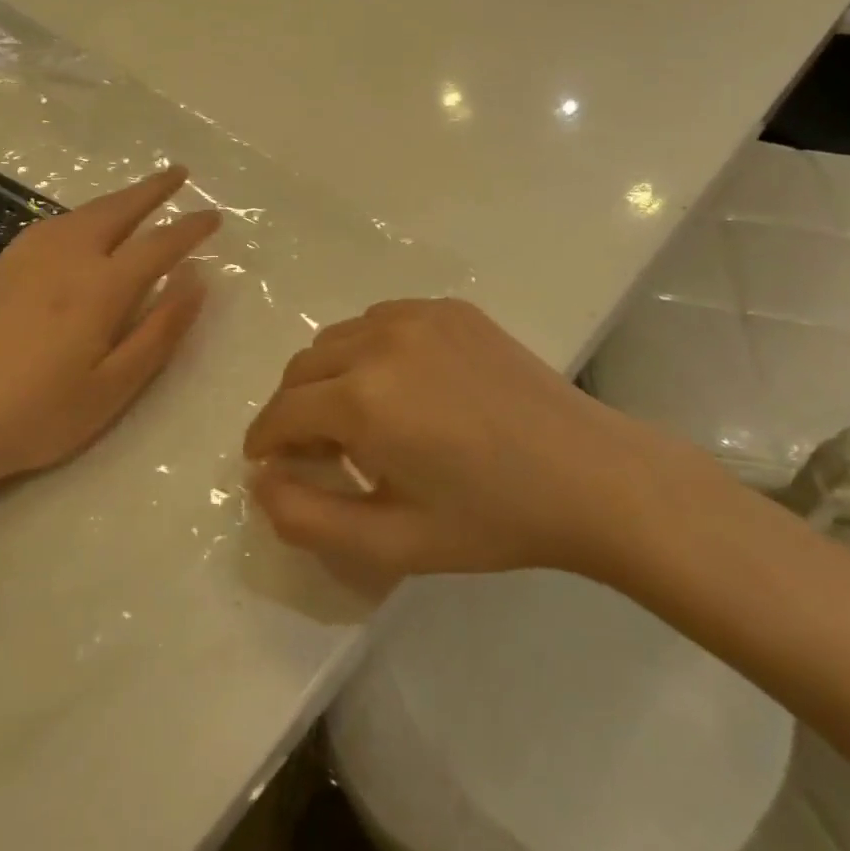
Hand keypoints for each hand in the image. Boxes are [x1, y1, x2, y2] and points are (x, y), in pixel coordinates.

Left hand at [0, 165, 219, 512]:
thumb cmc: (40, 415)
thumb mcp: (115, 386)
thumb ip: (160, 329)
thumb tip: (195, 278)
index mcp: (101, 287)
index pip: (159, 244)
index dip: (191, 228)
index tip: (215, 216)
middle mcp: (67, 257)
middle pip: (119, 210)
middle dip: (154, 189)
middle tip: (180, 173)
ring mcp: (27, 257)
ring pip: (83, 212)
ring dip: (118, 198)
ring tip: (139, 194)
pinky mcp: (0, 267)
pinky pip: (52, 224)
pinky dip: (82, 213)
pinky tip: (81, 224)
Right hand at [244, 298, 692, 592]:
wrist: (590, 475)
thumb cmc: (492, 518)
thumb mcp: (393, 542)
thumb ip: (308, 518)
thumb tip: (259, 481)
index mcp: (363, 399)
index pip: (282, 412)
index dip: (265, 441)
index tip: (269, 464)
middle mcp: (380, 340)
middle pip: (302, 368)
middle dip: (295, 409)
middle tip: (320, 451)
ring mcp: (418, 315)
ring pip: (338, 338)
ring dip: (330, 376)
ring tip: (363, 418)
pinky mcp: (449, 308)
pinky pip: (380, 321)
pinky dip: (369, 350)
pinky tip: (404, 386)